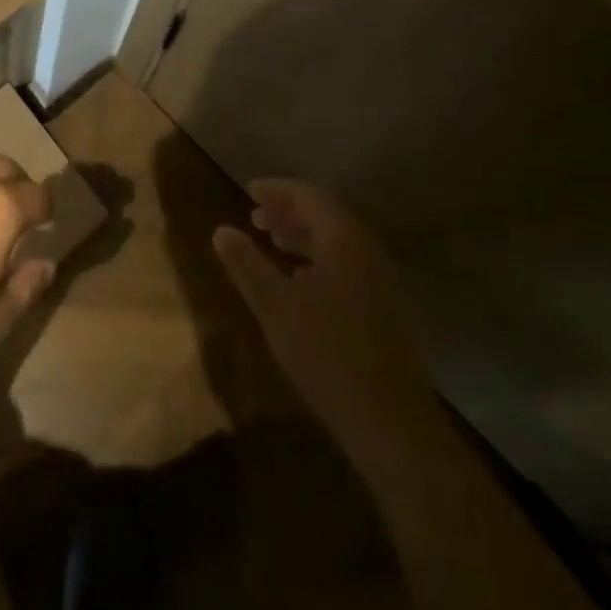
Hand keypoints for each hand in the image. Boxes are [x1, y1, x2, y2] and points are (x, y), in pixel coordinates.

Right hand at [213, 180, 434, 441]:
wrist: (389, 419)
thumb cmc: (325, 353)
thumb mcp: (274, 306)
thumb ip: (246, 264)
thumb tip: (221, 230)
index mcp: (344, 241)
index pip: (309, 196)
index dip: (277, 190)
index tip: (248, 191)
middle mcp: (369, 251)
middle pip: (327, 216)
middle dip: (289, 212)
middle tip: (255, 218)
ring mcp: (382, 280)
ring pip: (339, 243)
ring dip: (304, 237)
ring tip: (273, 244)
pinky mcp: (387, 307)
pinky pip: (349, 265)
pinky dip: (320, 260)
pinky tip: (300, 283)